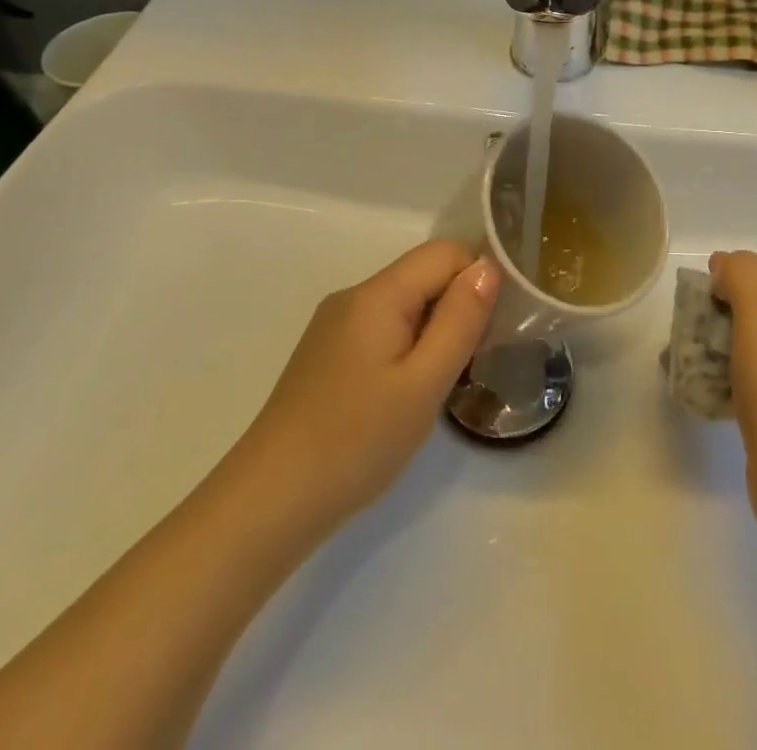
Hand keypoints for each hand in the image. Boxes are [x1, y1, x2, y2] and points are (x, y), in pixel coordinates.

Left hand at [233, 240, 497, 539]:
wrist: (268, 504)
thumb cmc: (356, 441)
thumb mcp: (424, 382)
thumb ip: (460, 319)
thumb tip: (488, 267)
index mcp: (378, 294)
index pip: (446, 252)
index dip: (477, 280)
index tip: (489, 330)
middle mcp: (354, 296)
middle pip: (423, 274)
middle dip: (457, 307)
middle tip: (468, 363)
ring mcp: (335, 325)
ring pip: (405, 303)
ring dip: (433, 330)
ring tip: (437, 384)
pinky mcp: (326, 354)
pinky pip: (382, 327)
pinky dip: (407, 346)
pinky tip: (402, 395)